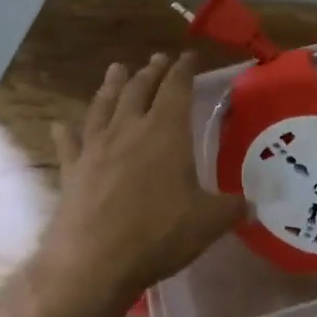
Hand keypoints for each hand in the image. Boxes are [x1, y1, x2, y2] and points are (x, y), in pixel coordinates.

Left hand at [38, 52, 244, 316]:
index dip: (184, 69)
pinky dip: (66, 131)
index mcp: (166, 131)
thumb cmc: (158, 233)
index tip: (189, 56)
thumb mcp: (208, 222)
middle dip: (151, 72)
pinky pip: (68, 142)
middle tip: (156, 60)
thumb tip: (255, 206)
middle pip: (139, 89)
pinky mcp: (72, 169)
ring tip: (117, 69)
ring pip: (104, 105)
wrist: (93, 261)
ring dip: (112, 85)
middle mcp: (129, 129)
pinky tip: (61, 124)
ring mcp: (96, 147)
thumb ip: (233, 209)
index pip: (177, 87)